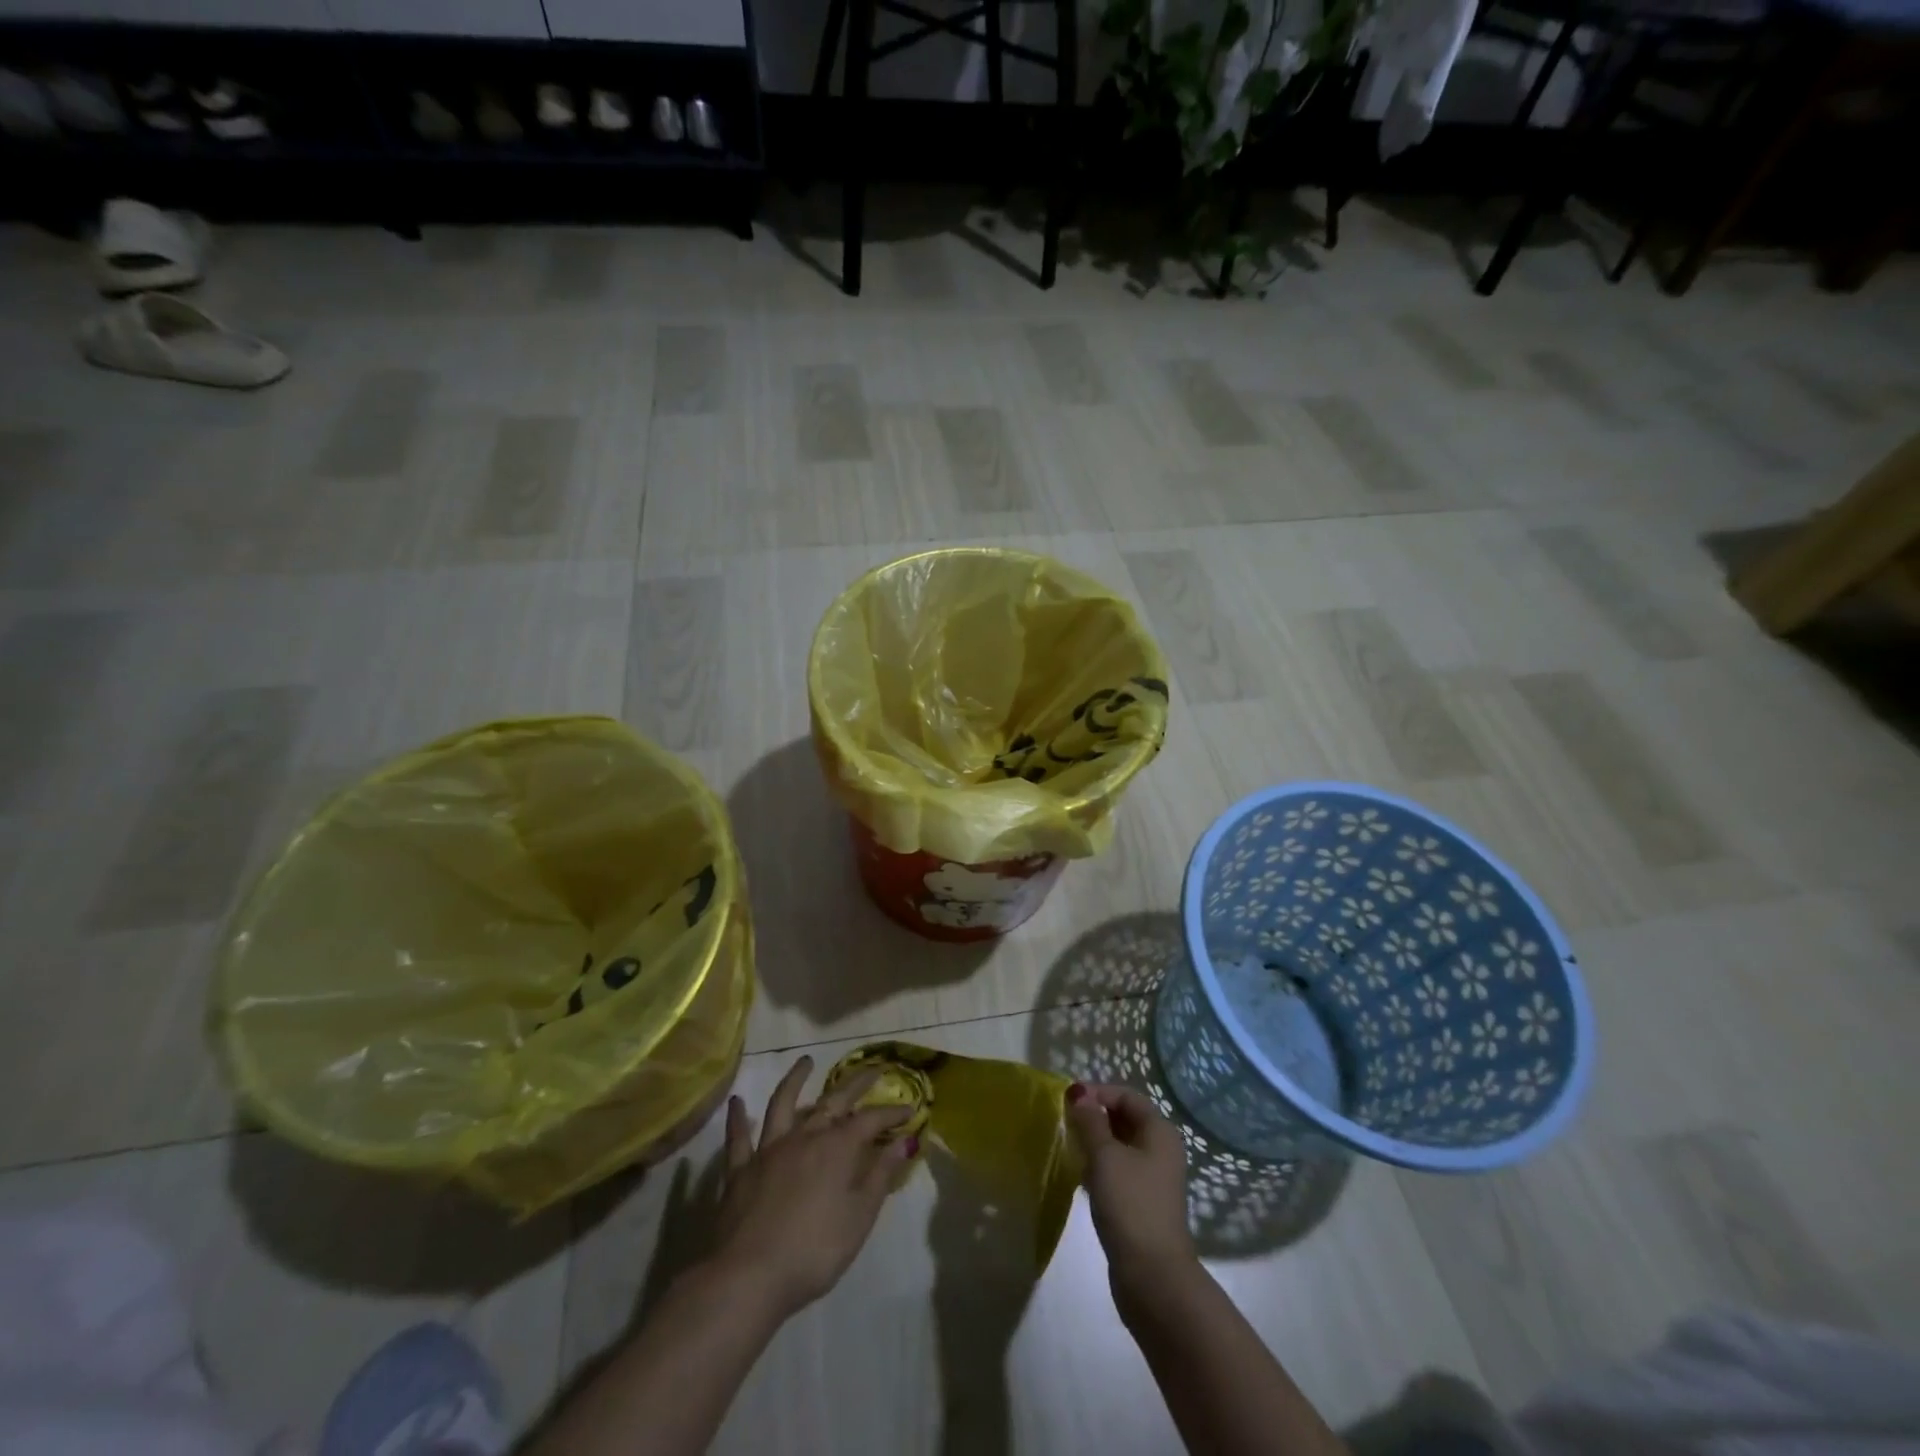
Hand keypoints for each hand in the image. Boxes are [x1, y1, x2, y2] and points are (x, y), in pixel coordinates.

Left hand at [710, 1055, 916, 1318]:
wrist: (749, 1277)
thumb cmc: (814, 1252)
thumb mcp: (859, 1217)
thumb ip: (881, 1175)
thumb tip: (905, 1140)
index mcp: (836, 1148)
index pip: (871, 1121)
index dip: (891, 1113)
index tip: (910, 1108)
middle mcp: (804, 1137)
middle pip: (833, 1101)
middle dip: (856, 1084)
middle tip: (873, 1068)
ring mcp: (769, 1150)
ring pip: (783, 1104)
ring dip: (795, 1079)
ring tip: (806, 1061)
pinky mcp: (740, 1169)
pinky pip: (738, 1137)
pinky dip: (738, 1118)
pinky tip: (738, 1102)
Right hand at [1065, 1083, 1194, 1284]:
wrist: (1152, 1276)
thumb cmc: (1130, 1204)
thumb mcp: (1105, 1156)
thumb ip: (1090, 1121)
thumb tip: (1079, 1093)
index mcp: (1159, 1131)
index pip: (1127, 1096)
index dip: (1098, 1092)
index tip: (1068, 1101)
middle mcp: (1161, 1150)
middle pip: (1125, 1119)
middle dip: (1095, 1117)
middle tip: (1065, 1123)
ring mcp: (1153, 1178)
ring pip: (1120, 1147)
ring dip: (1095, 1143)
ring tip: (1069, 1148)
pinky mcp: (1142, 1202)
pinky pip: (1118, 1171)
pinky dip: (1099, 1168)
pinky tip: (1080, 1177)